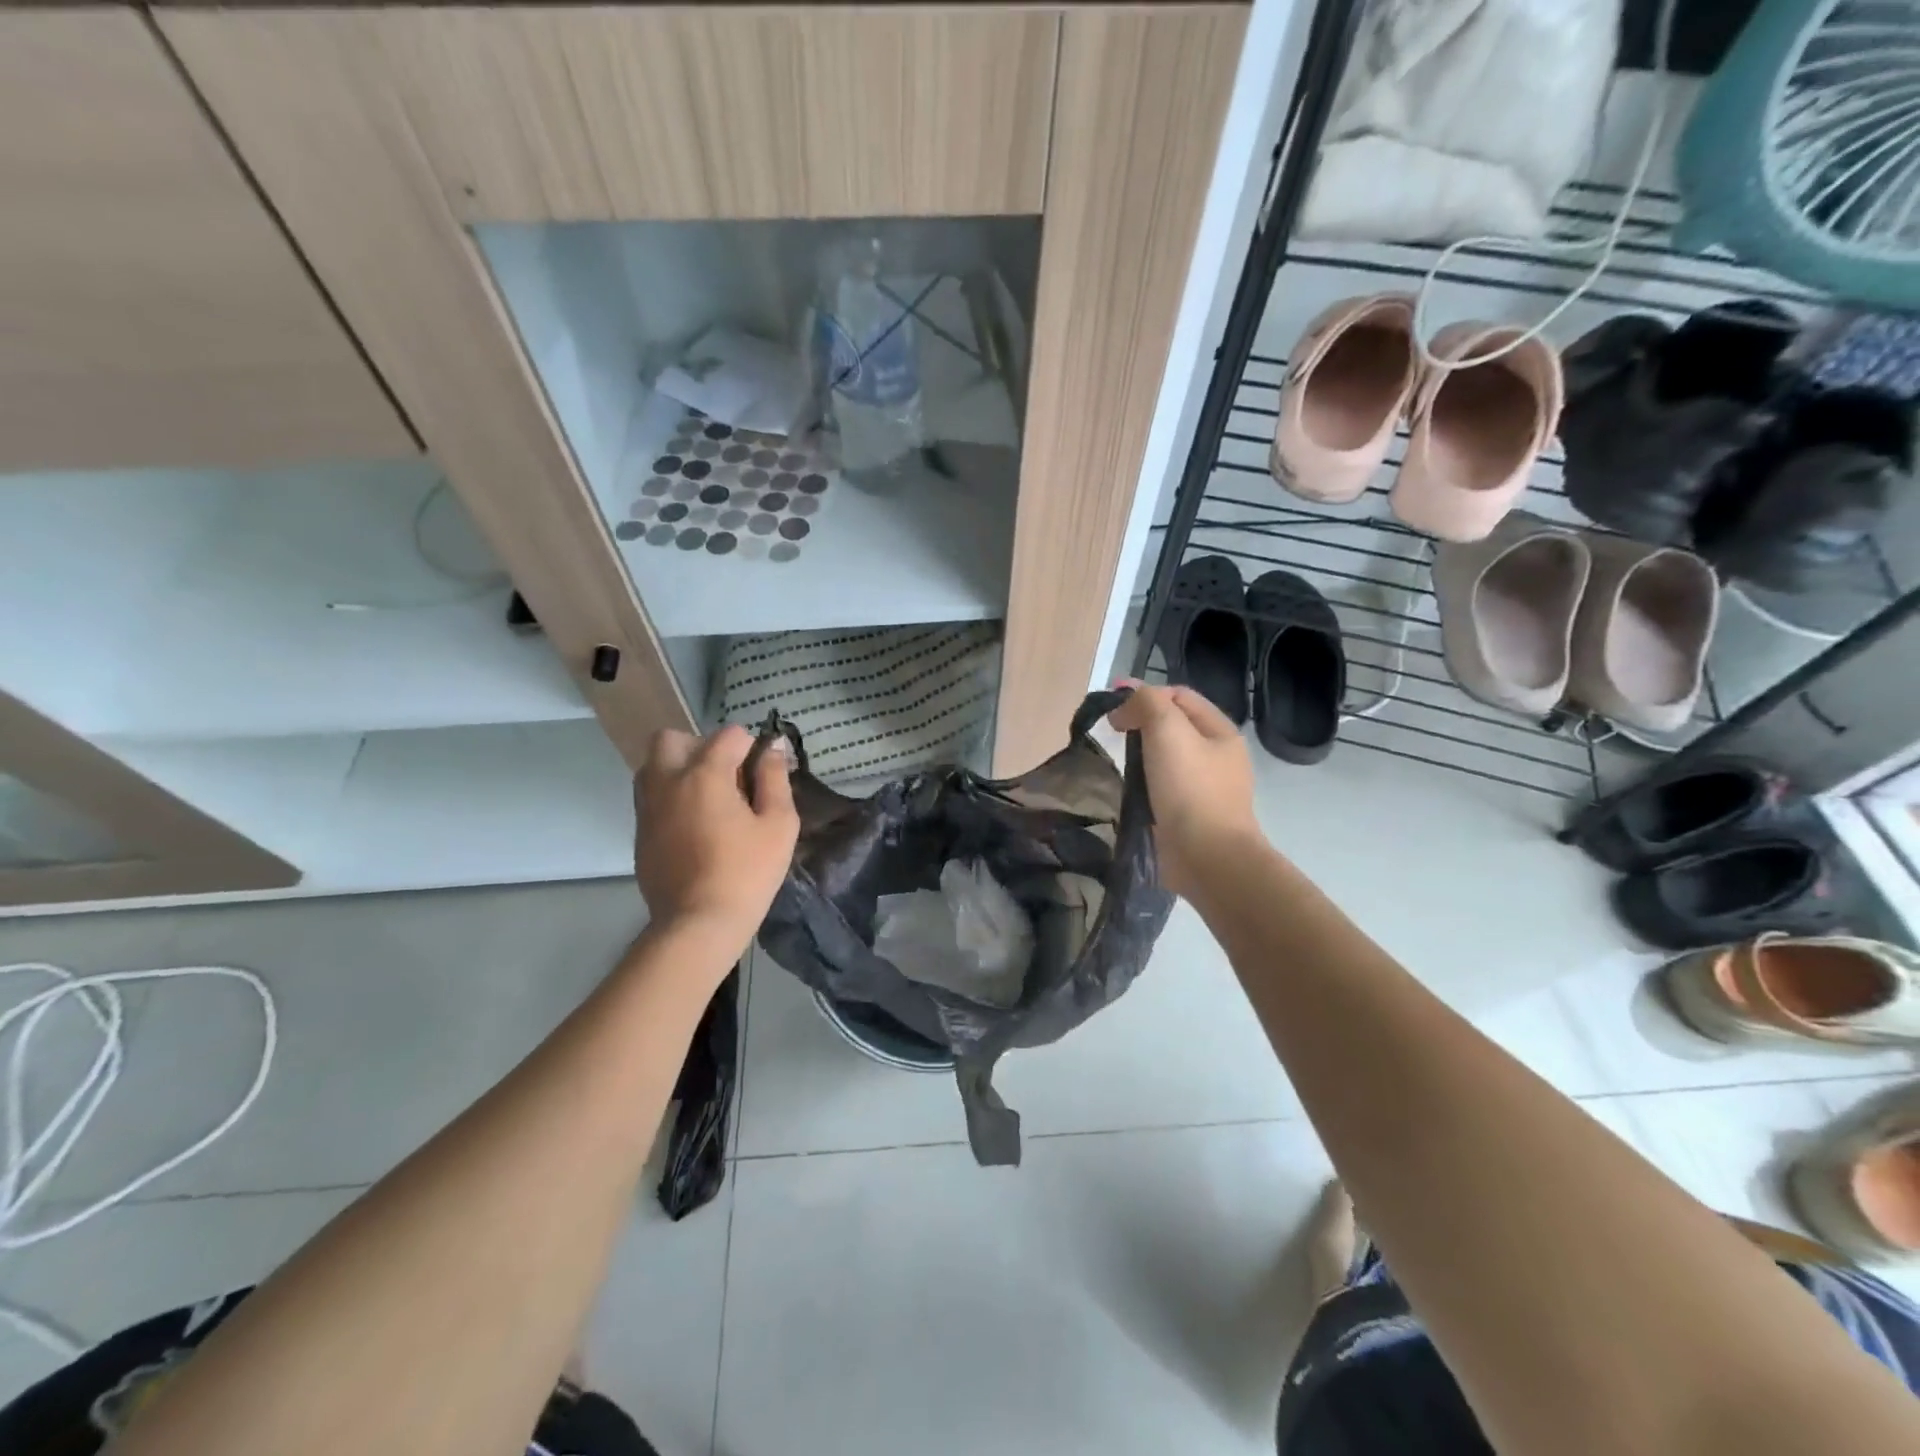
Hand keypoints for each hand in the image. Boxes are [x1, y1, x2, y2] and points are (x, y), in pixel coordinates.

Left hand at [634, 725, 798, 950]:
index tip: (763, 775)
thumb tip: (772, 748)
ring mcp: (647, 807)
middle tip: (726, 777)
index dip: (751, 748)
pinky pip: (650, 797)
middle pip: (672, 738)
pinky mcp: (639, 832)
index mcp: (704, 774)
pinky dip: (670, 797)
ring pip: (653, 765)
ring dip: (679, 769)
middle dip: (700, 746)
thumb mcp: (779, 824)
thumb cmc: (747, 872)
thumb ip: (775, 779)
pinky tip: (695, 826)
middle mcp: (668, 781)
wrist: (698, 923)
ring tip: (709, 800)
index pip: (728, 735)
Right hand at [1108, 684, 1262, 899]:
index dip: (1145, 693)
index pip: (1179, 696)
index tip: (1111, 706)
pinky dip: (1145, 782)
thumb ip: (1147, 703)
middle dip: (1142, 722)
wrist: (1206, 857)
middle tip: (1112, 731)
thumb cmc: (1189, 788)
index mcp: (1221, 731)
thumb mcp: (1167, 729)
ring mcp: (1207, 788)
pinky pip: (1164, 787)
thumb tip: (1126, 703)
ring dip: (1142, 754)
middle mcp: (1218, 756)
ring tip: (1118, 760)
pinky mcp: (1192, 816)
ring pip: (1168, 758)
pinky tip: (1130, 789)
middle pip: (1174, 726)